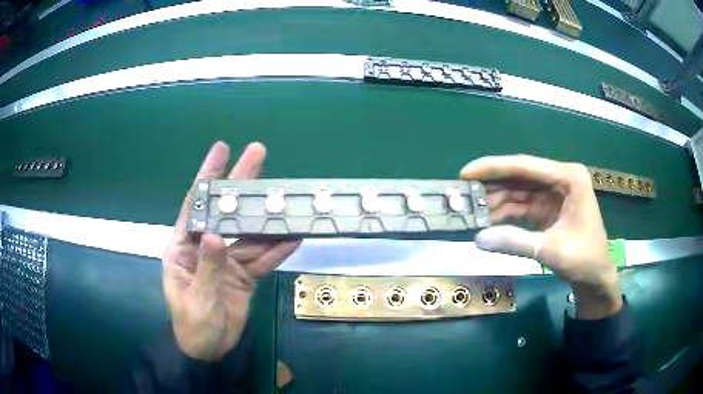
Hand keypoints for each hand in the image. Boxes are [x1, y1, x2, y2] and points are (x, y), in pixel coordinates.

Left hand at [162, 142, 300, 360]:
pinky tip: (293, 236)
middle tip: (258, 154)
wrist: (209, 351)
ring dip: (265, 217)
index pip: (196, 206)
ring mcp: (227, 261)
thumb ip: (207, 269)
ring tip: (283, 195)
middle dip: (240, 183)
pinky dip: (276, 250)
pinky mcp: (243, 276)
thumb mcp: (196, 299)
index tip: (221, 150)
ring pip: (248, 234)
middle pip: (225, 211)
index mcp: (184, 248)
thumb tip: (216, 236)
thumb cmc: (192, 325)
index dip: (207, 176)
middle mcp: (206, 247)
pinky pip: (261, 259)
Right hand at [460, 155, 621, 319]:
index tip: (466, 172)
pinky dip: (505, 214)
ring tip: (470, 210)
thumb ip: (516, 242)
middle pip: (520, 177)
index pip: (526, 167)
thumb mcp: (550, 250)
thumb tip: (478, 239)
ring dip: (496, 201)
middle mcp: (561, 179)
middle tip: (463, 193)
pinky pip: (522, 206)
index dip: (494, 168)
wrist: (596, 278)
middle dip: (491, 186)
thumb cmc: (583, 260)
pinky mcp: (548, 208)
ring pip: (519, 192)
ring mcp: (554, 194)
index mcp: (569, 178)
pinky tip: (487, 220)